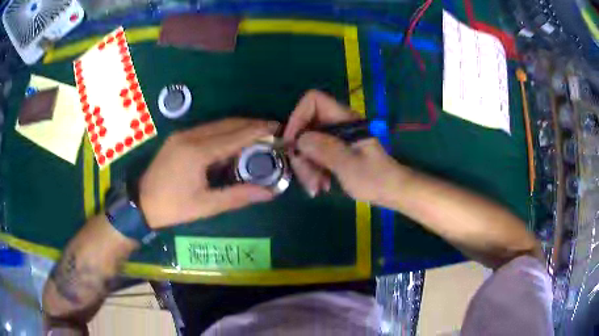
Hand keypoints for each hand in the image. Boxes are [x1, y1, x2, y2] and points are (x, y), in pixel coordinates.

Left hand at [140, 118, 278, 228]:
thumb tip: (269, 193)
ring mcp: (182, 134)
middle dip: (251, 124)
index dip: (258, 131)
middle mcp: (190, 136)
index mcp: (198, 152)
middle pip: (227, 124)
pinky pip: (206, 129)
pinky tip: (232, 140)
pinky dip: (224, 131)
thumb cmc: (173, 207)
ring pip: (217, 124)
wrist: (140, 203)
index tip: (278, 128)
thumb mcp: (206, 206)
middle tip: (272, 129)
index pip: (235, 136)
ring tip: (257, 133)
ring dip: (238, 126)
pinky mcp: (178, 137)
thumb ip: (238, 196)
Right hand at [284, 90, 408, 205]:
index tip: (292, 143)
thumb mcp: (349, 165)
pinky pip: (315, 156)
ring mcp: (335, 138)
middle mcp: (337, 125)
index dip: (298, 116)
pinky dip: (313, 171)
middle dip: (302, 153)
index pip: (314, 100)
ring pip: (308, 144)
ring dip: (307, 167)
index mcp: (344, 120)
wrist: (391, 191)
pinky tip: (320, 186)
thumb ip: (325, 149)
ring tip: (316, 187)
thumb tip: (299, 140)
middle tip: (306, 177)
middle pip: (306, 127)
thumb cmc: (375, 178)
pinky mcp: (335, 151)